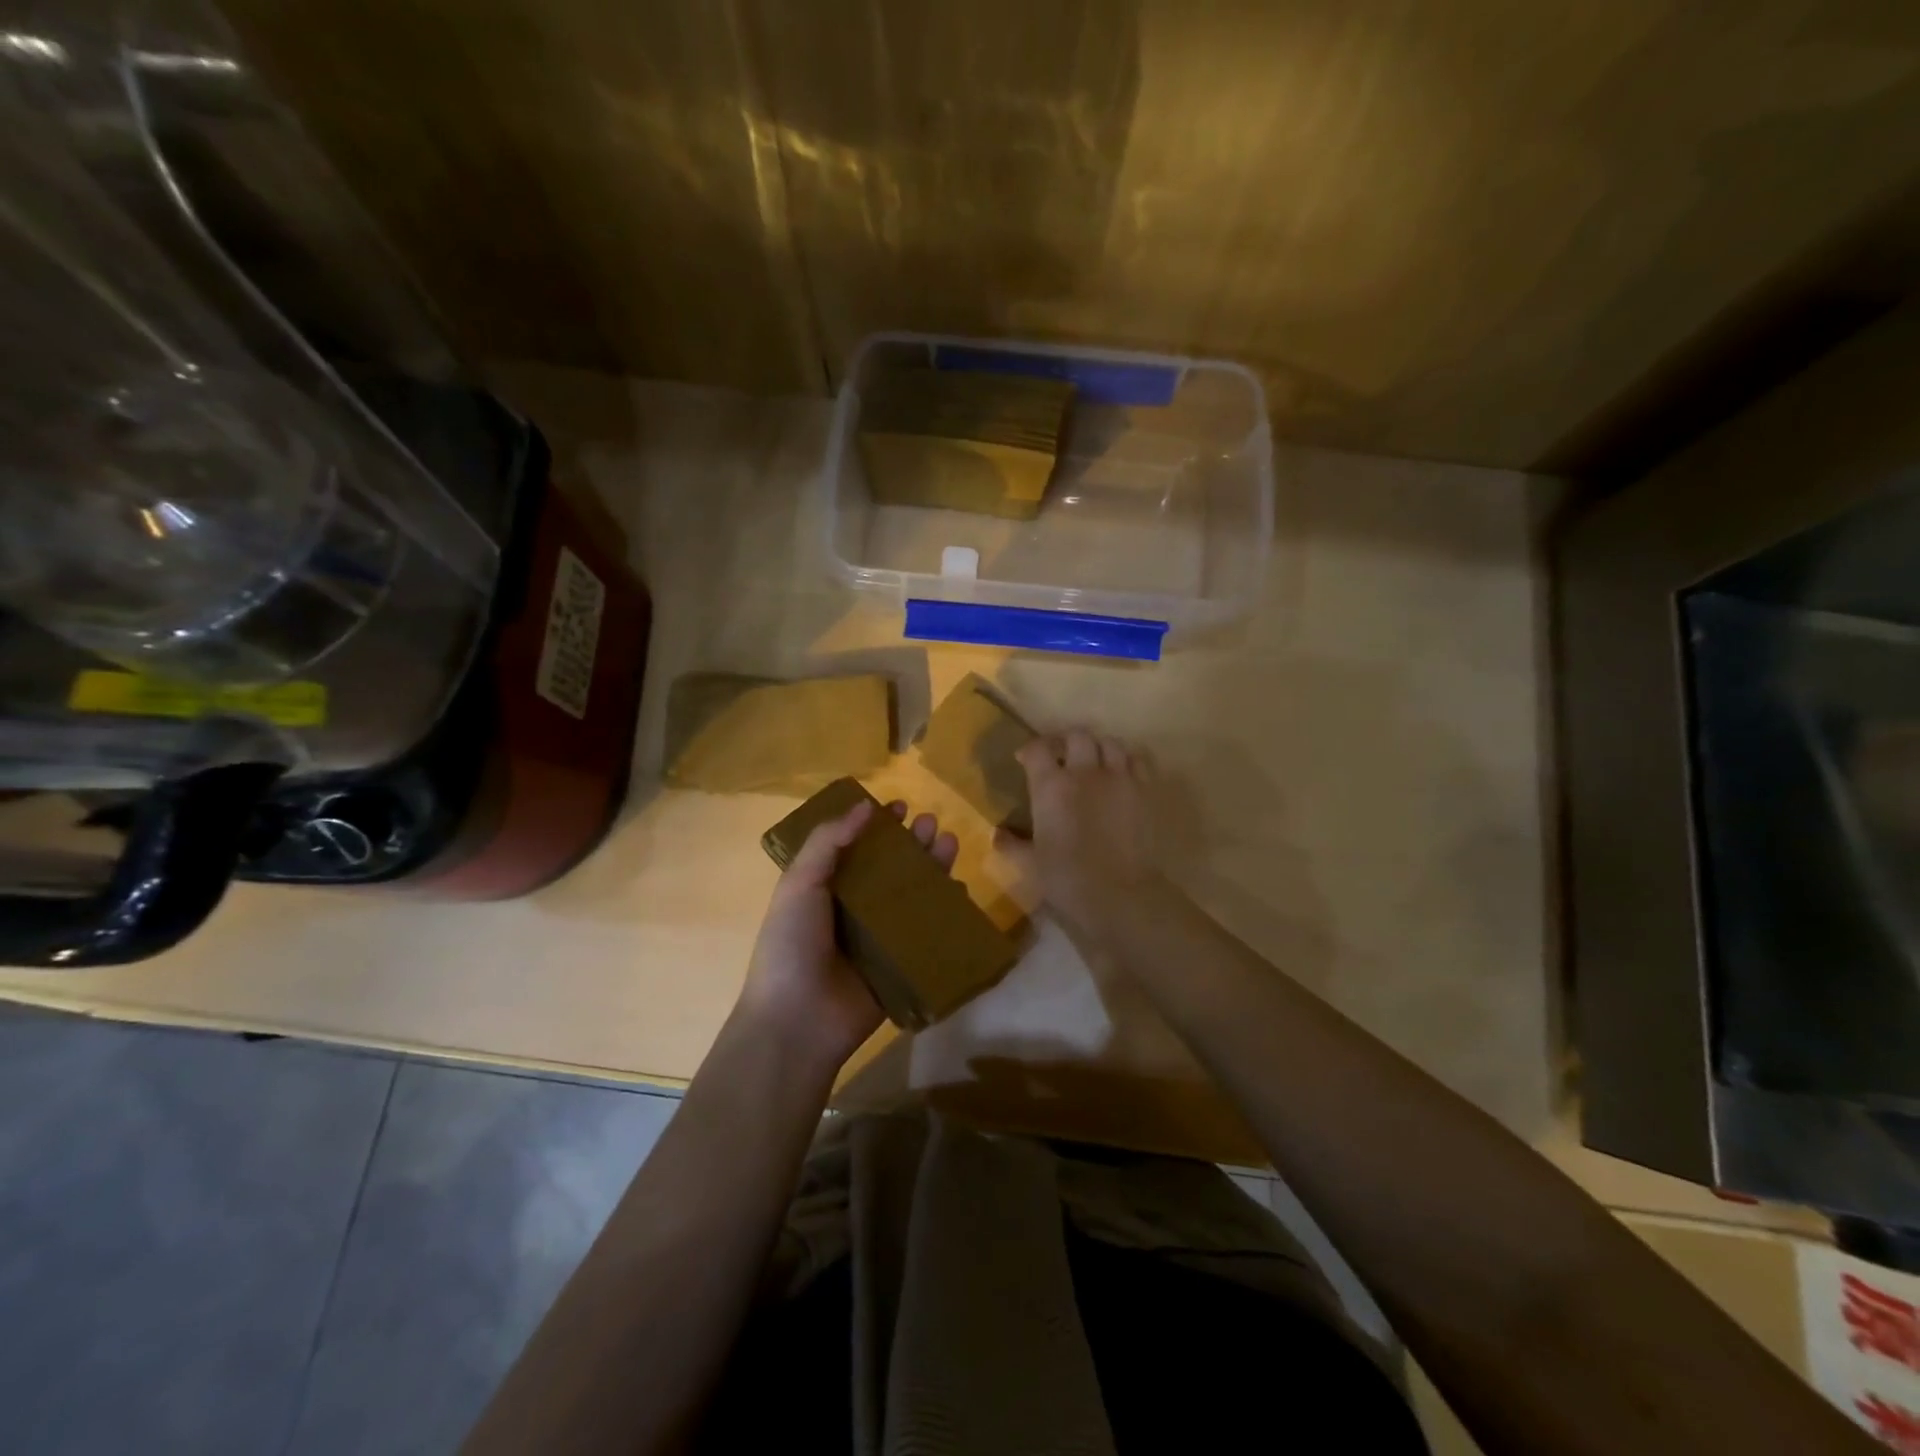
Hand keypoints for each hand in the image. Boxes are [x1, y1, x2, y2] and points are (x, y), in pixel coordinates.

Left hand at [737, 797, 958, 1074]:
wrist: (799, 1021)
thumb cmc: (791, 945)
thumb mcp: (800, 884)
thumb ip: (828, 842)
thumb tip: (864, 806)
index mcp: (825, 888)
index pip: (855, 847)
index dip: (875, 825)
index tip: (897, 805)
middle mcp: (853, 909)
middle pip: (890, 868)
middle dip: (911, 843)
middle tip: (930, 822)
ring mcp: (879, 937)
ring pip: (912, 895)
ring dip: (931, 867)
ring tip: (949, 842)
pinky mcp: (901, 963)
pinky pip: (927, 932)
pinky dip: (944, 910)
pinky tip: (958, 888)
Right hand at [995, 729, 1162, 935]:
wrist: (1121, 894)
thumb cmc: (1068, 879)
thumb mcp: (1031, 864)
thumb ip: (1012, 845)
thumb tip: (998, 835)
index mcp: (1051, 786)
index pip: (1037, 749)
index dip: (1029, 750)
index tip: (1025, 760)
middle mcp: (1085, 772)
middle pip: (1077, 736)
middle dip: (1066, 742)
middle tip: (1061, 757)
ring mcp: (1119, 778)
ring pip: (1109, 742)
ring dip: (1098, 747)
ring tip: (1093, 762)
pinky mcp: (1145, 790)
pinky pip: (1137, 761)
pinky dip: (1126, 761)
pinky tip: (1121, 775)